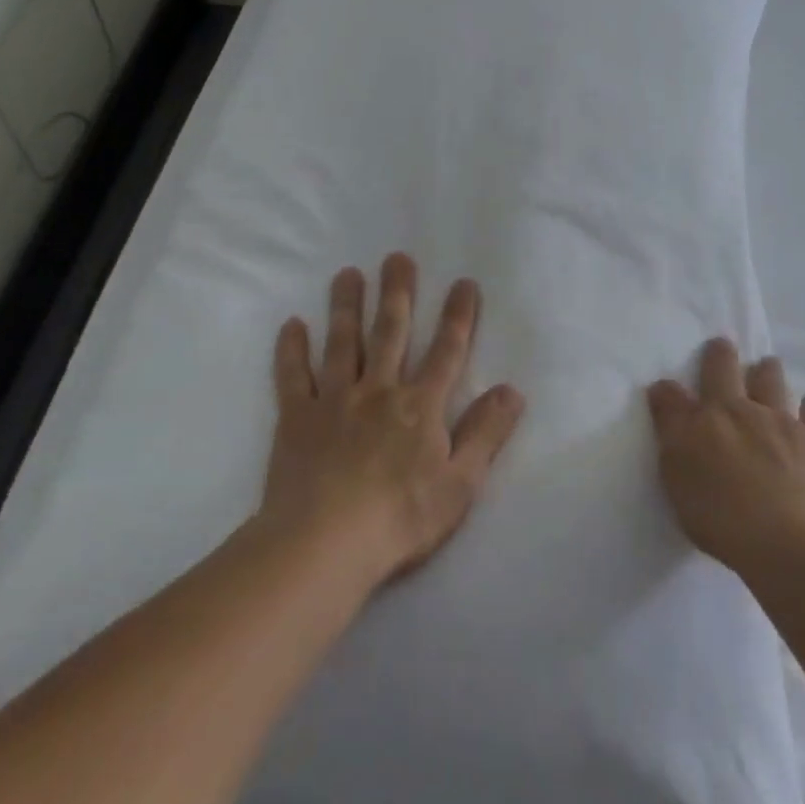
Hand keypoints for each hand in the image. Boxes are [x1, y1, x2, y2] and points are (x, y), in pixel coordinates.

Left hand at [262, 254, 525, 588]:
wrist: (324, 545)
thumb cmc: (400, 518)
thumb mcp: (460, 484)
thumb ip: (486, 434)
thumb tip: (513, 390)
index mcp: (420, 406)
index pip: (447, 351)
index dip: (458, 316)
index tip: (464, 283)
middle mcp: (378, 390)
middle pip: (390, 332)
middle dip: (397, 293)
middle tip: (397, 257)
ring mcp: (334, 400)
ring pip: (342, 342)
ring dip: (346, 305)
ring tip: (348, 274)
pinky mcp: (296, 418)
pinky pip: (293, 376)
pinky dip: (291, 349)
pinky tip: (292, 324)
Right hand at [648, 338, 804, 573]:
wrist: (794, 546)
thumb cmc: (721, 508)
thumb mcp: (676, 464)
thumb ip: (671, 421)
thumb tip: (664, 385)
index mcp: (725, 412)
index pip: (717, 372)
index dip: (717, 355)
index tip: (719, 343)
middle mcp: (768, 415)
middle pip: (767, 381)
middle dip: (762, 369)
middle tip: (763, 363)